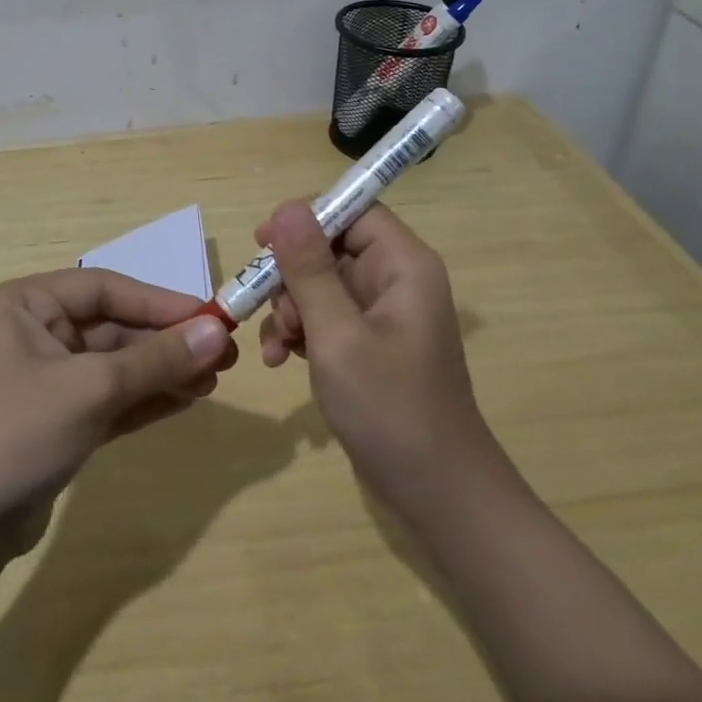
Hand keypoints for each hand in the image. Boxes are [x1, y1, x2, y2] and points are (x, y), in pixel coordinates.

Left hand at [0, 269, 237, 541]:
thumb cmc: (15, 433)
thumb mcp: (91, 388)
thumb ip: (156, 358)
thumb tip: (219, 331)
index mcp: (22, 305)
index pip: (103, 288)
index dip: (160, 302)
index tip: (212, 317)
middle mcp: (30, 333)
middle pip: (111, 328)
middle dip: (165, 342)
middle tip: (223, 355)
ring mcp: (41, 380)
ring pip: (113, 366)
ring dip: (161, 371)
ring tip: (214, 379)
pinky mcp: (53, 422)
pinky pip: (106, 398)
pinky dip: (143, 399)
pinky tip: (186, 399)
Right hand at [257, 200, 492, 511]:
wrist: (438, 495)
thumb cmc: (390, 408)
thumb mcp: (338, 335)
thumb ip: (310, 269)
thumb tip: (288, 206)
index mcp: (403, 266)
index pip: (353, 210)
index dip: (307, 218)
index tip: (263, 241)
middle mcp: (395, 281)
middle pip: (330, 247)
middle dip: (292, 276)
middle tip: (270, 308)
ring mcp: (382, 316)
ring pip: (320, 285)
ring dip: (289, 309)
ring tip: (276, 346)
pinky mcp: (369, 346)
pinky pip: (325, 318)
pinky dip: (299, 333)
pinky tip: (278, 360)